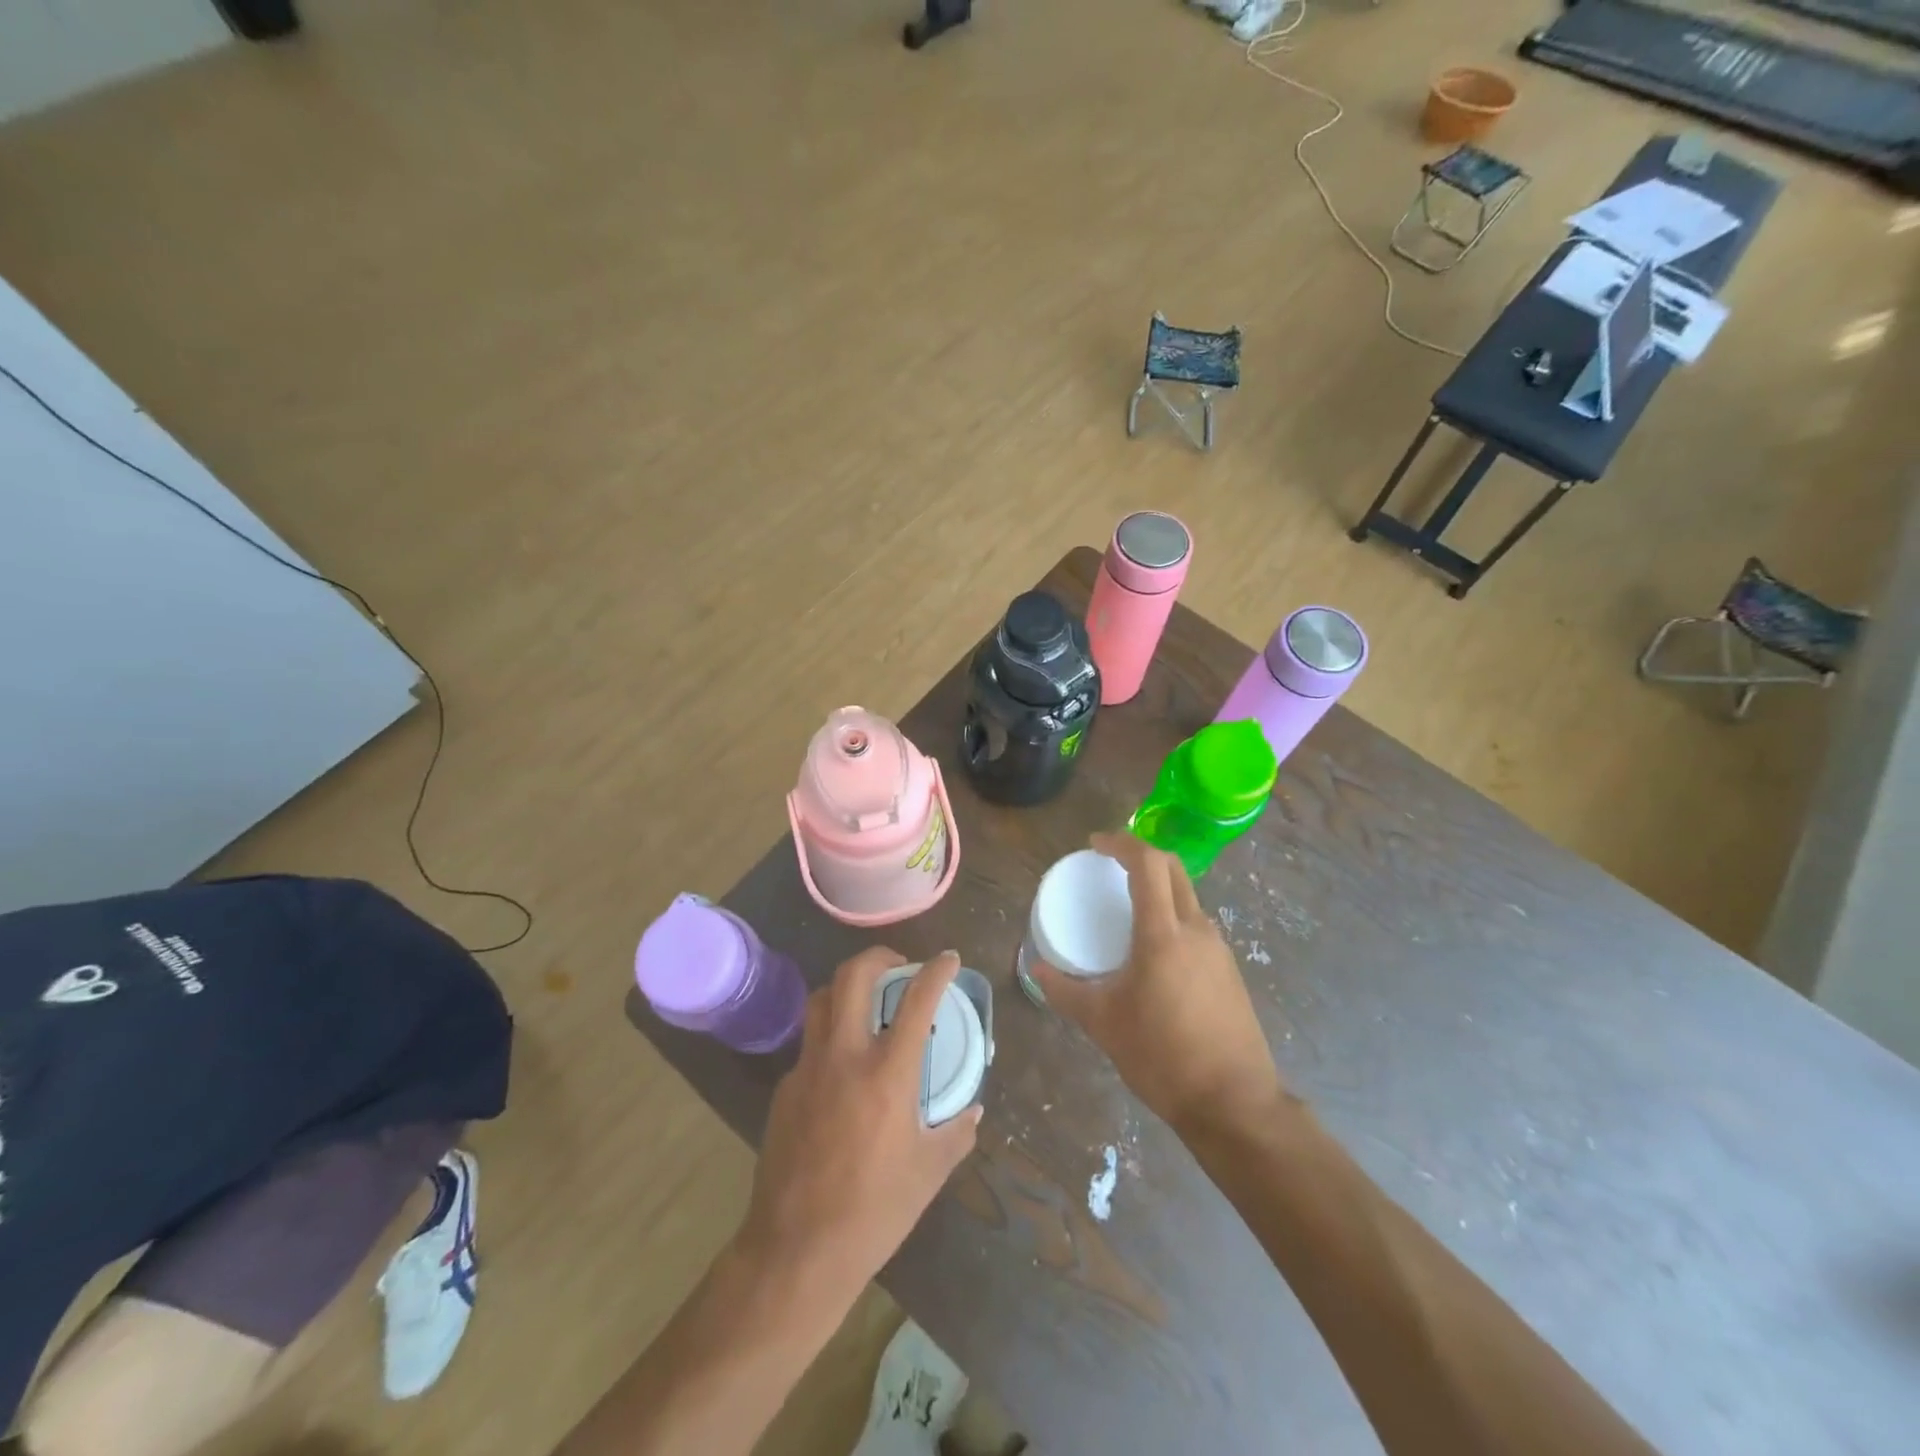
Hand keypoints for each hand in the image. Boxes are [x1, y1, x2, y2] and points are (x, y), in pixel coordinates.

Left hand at [737, 948, 981, 1306]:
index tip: (948, 958)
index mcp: (888, 1072)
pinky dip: (829, 1038)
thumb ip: (956, 1133)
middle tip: (898, 966)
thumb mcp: (929, 1172)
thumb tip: (972, 1111)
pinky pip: (809, 1044)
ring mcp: (808, 1068)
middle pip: (852, 976)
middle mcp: (844, 1056)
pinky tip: (842, 1070)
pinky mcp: (784, 1089)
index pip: (917, 999)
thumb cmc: (874, 1211)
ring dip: (846, 988)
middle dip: (878, 956)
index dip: (936, 970)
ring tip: (866, 1002)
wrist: (796, 1250)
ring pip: (821, 999)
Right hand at [1031, 832, 1283, 1133]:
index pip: (1147, 864)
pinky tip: (1153, 952)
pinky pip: (1196, 926)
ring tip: (1126, 910)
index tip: (1095, 845)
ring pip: (1188, 898)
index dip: (1121, 843)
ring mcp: (1219, 950)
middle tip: (1108, 865)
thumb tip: (1036, 968)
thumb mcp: (1103, 1023)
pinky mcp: (1229, 971)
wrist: (1234, 1104)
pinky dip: (1172, 918)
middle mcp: (1196, 930)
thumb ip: (1065, 990)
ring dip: (1158, 889)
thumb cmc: (1162, 1057)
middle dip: (1141, 856)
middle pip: (1173, 870)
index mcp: (1163, 934)